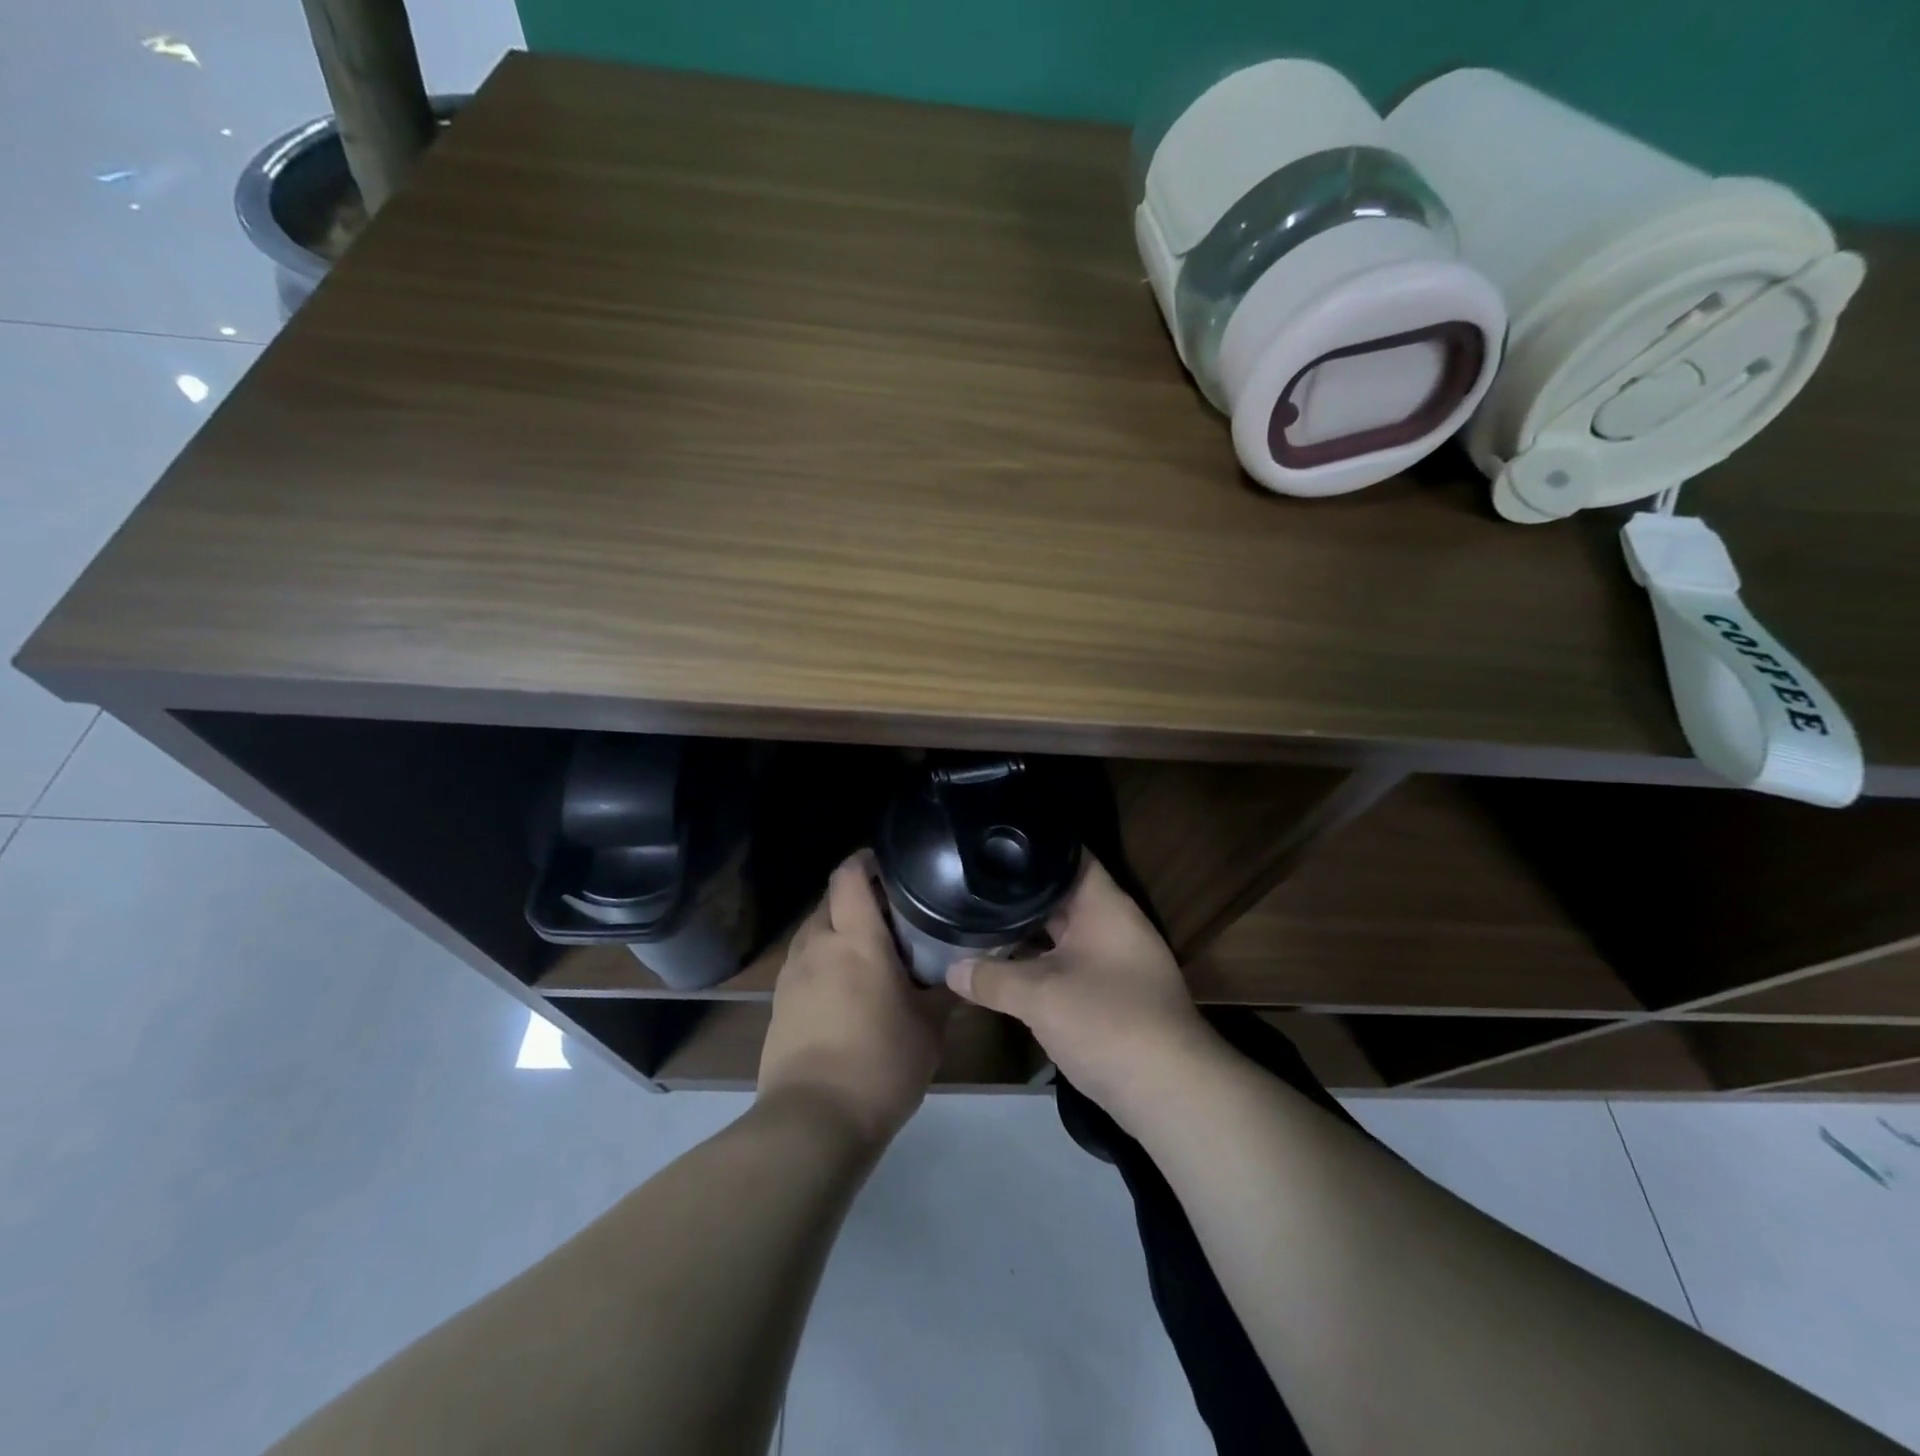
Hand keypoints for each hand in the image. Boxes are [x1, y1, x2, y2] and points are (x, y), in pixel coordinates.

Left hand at [758, 850, 947, 1148]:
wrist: (813, 1121)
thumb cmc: (880, 1065)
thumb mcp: (929, 1029)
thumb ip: (946, 992)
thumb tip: (963, 973)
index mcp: (855, 940)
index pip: (850, 876)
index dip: (866, 860)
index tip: (890, 864)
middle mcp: (817, 945)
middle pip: (830, 899)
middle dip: (856, 897)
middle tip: (892, 914)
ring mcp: (792, 974)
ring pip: (814, 930)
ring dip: (838, 929)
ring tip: (869, 950)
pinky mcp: (779, 1002)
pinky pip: (803, 962)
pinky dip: (823, 960)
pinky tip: (845, 988)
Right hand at [947, 856, 1213, 1117]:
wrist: (1169, 1092)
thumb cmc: (1106, 1021)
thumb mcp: (1039, 996)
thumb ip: (991, 978)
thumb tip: (950, 968)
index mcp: (1104, 906)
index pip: (1069, 855)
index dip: (1033, 845)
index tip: (993, 843)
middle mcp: (1112, 924)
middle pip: (1061, 895)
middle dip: (1020, 893)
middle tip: (971, 883)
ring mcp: (1114, 961)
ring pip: (1063, 934)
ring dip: (1028, 933)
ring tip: (979, 918)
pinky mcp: (1111, 994)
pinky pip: (1068, 964)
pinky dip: (1040, 963)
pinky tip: (1006, 966)